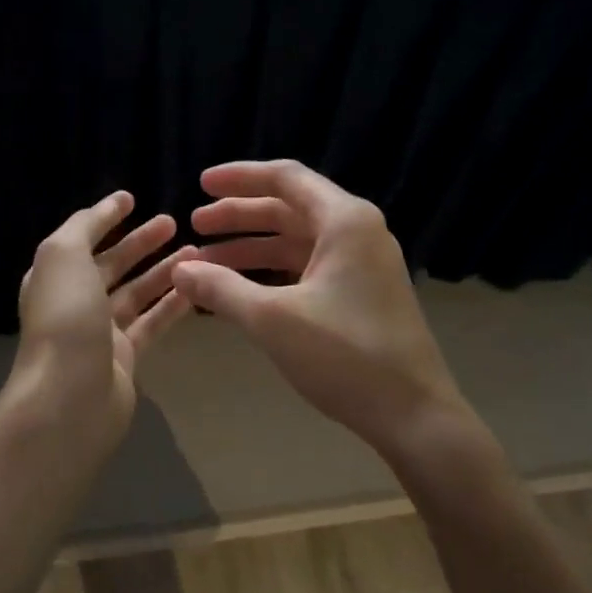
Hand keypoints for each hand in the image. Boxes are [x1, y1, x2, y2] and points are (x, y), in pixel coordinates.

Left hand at [11, 190, 197, 455]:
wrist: (70, 396)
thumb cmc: (65, 317)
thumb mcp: (64, 255)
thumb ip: (84, 226)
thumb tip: (107, 206)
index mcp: (55, 276)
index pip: (83, 238)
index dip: (106, 218)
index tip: (134, 198)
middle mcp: (75, 301)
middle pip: (112, 265)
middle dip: (141, 243)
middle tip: (174, 223)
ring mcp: (100, 332)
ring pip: (136, 294)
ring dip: (163, 271)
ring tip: (195, 252)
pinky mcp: (125, 358)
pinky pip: (151, 324)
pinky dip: (171, 306)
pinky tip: (196, 289)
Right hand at [170, 161, 473, 456]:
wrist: (413, 414)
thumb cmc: (344, 356)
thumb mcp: (272, 319)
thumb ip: (221, 288)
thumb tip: (178, 270)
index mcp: (345, 221)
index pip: (285, 178)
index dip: (239, 178)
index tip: (199, 185)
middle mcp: (357, 232)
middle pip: (288, 208)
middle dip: (239, 216)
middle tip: (194, 226)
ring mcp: (361, 264)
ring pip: (296, 241)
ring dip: (251, 248)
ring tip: (206, 263)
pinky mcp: (360, 294)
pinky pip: (307, 268)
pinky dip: (272, 273)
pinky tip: (240, 289)